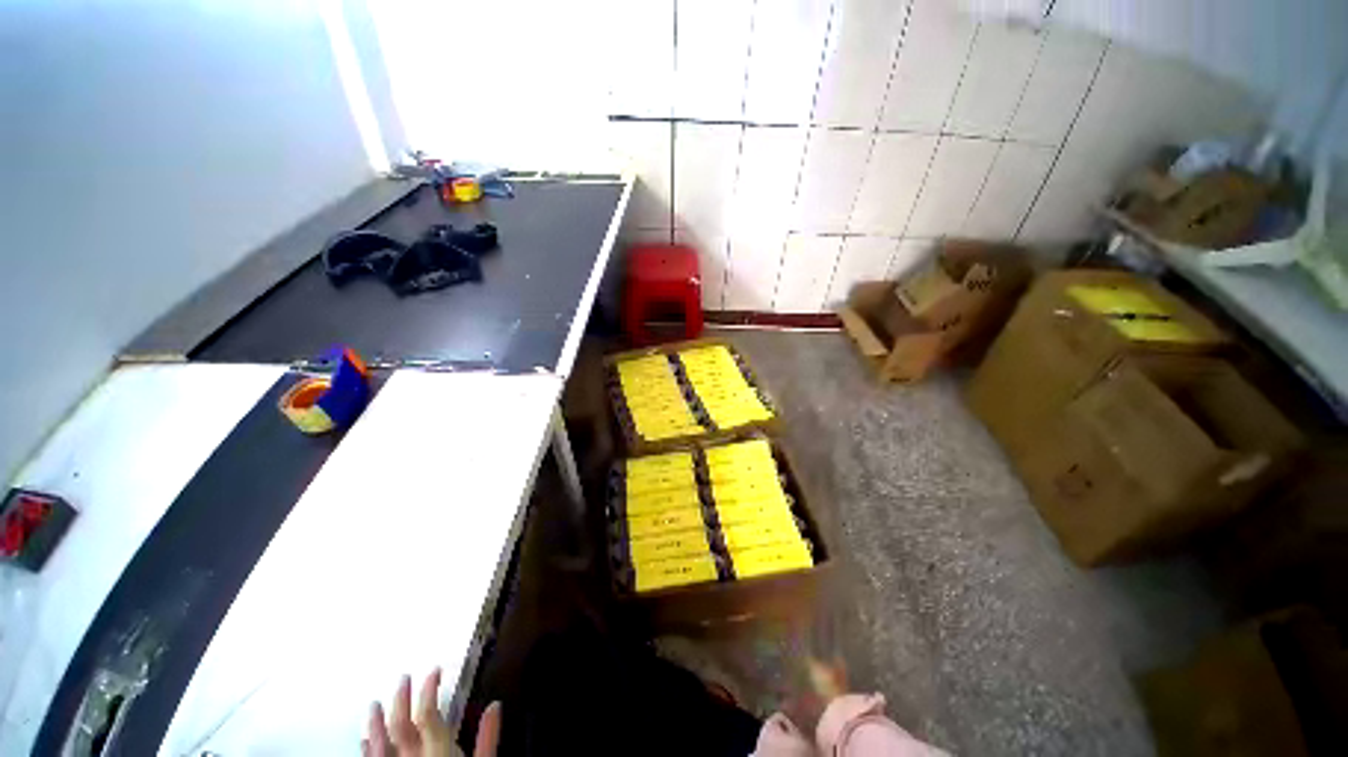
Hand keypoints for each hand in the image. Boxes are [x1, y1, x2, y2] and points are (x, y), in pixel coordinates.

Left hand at [363, 668, 500, 756]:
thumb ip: (488, 739)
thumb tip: (494, 705)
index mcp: (438, 753)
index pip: (428, 714)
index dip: (428, 689)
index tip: (434, 671)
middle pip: (400, 725)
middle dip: (400, 699)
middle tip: (403, 678)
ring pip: (379, 745)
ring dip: (375, 723)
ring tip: (373, 705)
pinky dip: (367, 750)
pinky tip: (364, 741)